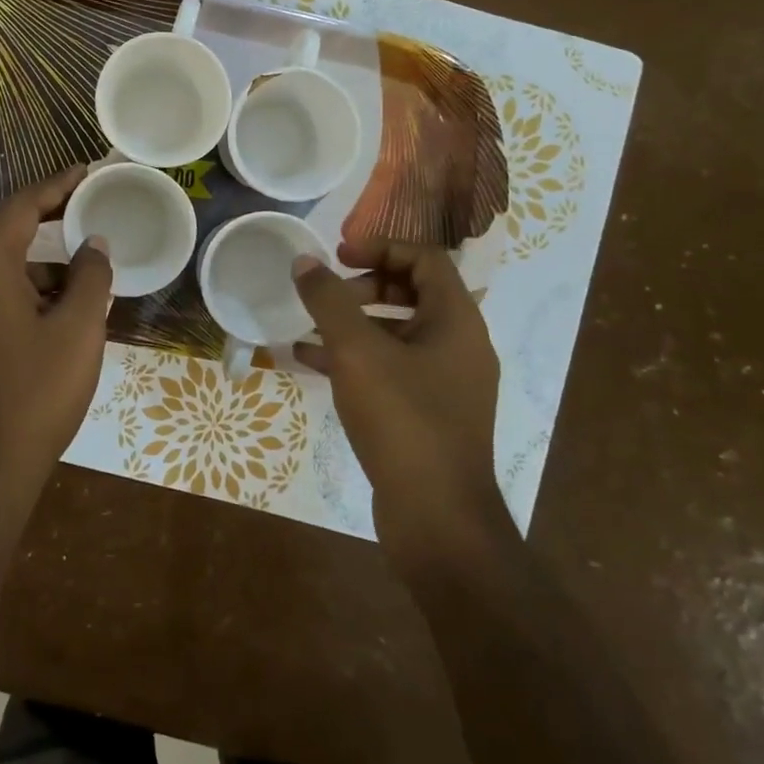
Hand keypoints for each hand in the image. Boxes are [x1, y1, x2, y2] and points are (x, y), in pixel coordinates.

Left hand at [0, 166, 113, 523]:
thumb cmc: (37, 391)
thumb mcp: (78, 329)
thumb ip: (89, 277)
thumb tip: (94, 244)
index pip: (20, 207)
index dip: (55, 185)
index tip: (87, 171)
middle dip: (36, 209)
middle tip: (77, 205)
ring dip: (30, 248)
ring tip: (78, 261)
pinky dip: (21, 278)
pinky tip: (58, 300)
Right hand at [292, 236, 502, 571]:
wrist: (437, 517)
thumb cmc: (402, 420)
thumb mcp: (357, 352)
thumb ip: (328, 301)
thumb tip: (304, 261)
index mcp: (456, 320)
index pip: (424, 258)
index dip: (380, 247)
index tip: (338, 255)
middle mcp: (459, 345)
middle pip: (412, 292)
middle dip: (363, 287)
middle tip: (325, 295)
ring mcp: (446, 383)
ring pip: (397, 333)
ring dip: (353, 324)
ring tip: (309, 328)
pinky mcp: (428, 413)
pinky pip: (390, 369)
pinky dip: (355, 359)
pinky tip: (310, 364)